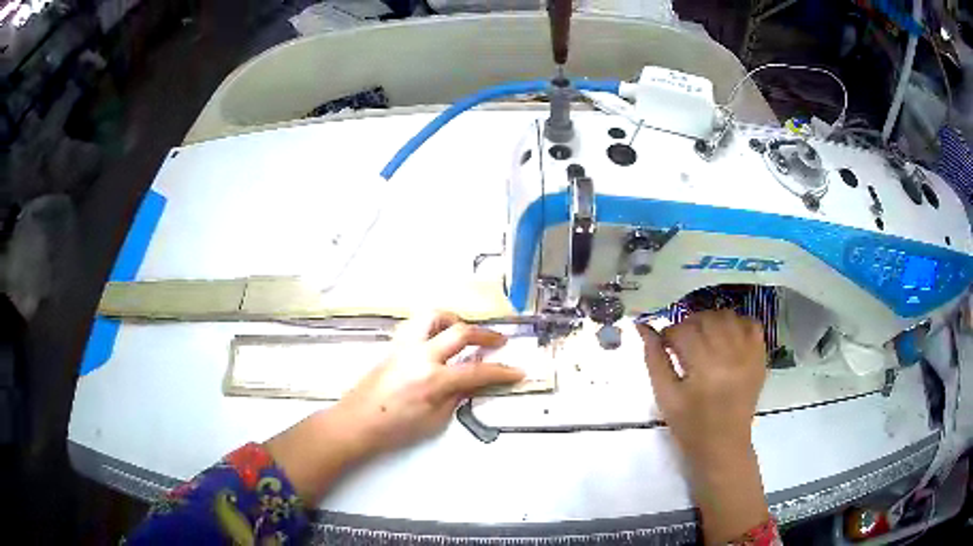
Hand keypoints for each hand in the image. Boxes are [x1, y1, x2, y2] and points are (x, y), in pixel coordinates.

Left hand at [333, 311, 525, 454]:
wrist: (356, 422)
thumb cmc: (395, 429)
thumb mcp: (434, 420)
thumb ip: (456, 397)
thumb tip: (472, 382)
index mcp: (433, 379)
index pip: (477, 371)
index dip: (501, 371)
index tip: (517, 371)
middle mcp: (421, 355)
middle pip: (460, 331)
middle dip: (486, 334)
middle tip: (499, 341)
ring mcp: (405, 346)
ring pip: (433, 316)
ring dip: (454, 319)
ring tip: (464, 331)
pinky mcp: (394, 345)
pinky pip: (417, 325)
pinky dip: (433, 325)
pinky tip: (437, 338)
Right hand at [637, 310, 769, 544]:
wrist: (723, 444)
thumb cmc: (689, 425)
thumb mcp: (665, 395)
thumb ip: (654, 359)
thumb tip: (643, 327)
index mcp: (704, 367)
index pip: (683, 331)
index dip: (669, 334)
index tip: (664, 345)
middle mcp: (730, 354)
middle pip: (706, 318)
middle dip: (689, 324)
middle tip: (682, 342)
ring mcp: (749, 354)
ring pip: (728, 316)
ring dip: (711, 321)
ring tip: (703, 338)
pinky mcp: (760, 357)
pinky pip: (751, 324)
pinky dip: (737, 323)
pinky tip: (726, 337)